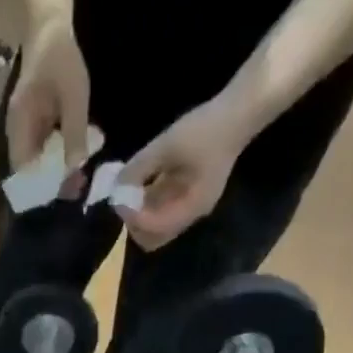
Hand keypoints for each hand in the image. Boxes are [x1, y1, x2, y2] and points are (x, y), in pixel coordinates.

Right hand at [7, 15, 90, 194]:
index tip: (65, 190)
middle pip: (30, 170)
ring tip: (81, 175)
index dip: (42, 186)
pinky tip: (77, 156)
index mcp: (19, 126)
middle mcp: (17, 132)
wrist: (49, 28)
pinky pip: (44, 149)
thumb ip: (74, 132)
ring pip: (38, 162)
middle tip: (79, 186)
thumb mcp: (73, 95)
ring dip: (57, 171)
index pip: (23, 170)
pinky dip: (59, 156)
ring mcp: (26, 128)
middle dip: (53, 182)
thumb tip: (75, 169)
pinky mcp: (35, 124)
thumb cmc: (60, 59)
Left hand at [115, 93, 254, 249]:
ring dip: (138, 214)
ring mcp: (188, 205)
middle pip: (153, 237)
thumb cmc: (205, 130)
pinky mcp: (185, 195)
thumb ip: (140, 167)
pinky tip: (136, 184)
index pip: (154, 229)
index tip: (120, 197)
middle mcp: (189, 214)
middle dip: (134, 222)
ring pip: (154, 226)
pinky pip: (160, 209)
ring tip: (127, 190)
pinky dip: (145, 203)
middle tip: (123, 198)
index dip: (133, 218)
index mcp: (191, 207)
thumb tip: (116, 185)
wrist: (236, 114)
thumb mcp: (167, 145)